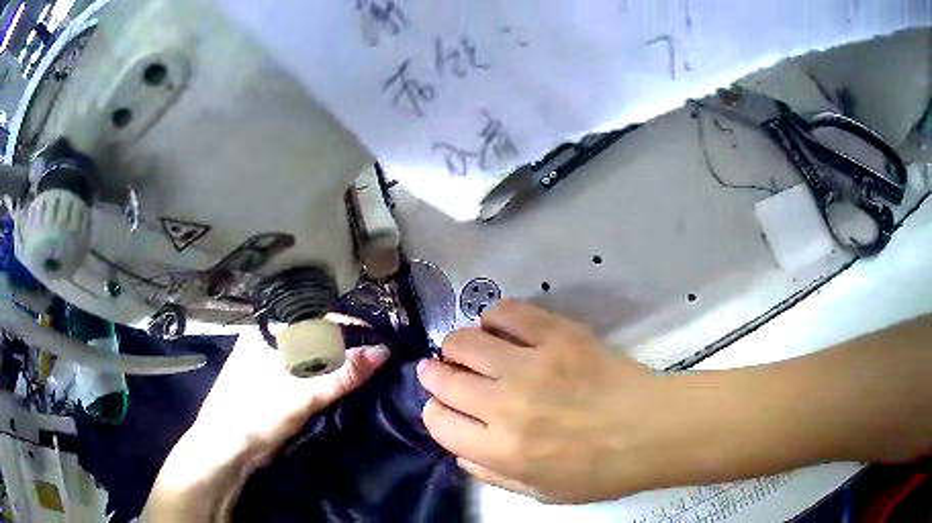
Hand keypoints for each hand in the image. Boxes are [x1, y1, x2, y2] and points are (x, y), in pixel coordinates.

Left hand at [145, 316, 389, 520]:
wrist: (225, 450)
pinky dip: (326, 380)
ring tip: (368, 376)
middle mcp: (269, 343)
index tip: (384, 346)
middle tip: (381, 364)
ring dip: (339, 366)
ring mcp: (270, 365)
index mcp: (270, 334)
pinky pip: (306, 374)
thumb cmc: (256, 416)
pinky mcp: (273, 386)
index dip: (354, 331)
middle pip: (318, 338)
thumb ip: (341, 374)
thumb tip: (382, 352)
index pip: (320, 322)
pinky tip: (342, 388)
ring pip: (313, 358)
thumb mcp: (301, 396)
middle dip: (349, 350)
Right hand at [418, 299, 672, 503]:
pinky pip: (507, 313)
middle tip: (440, 370)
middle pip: (444, 379)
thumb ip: (492, 475)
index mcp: (502, 450)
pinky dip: (494, 317)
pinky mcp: (558, 334)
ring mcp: (531, 364)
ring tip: (467, 350)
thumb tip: (460, 451)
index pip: (438, 422)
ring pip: (465, 342)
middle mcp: (506, 405)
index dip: (434, 412)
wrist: (653, 429)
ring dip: (456, 346)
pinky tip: (499, 328)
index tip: (443, 407)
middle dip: (434, 374)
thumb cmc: (601, 470)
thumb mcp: (542, 493)